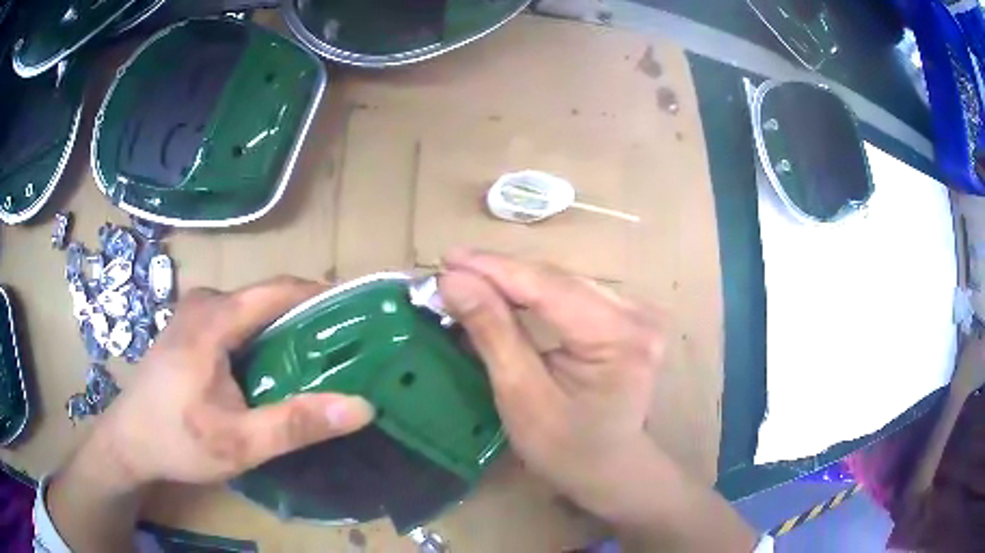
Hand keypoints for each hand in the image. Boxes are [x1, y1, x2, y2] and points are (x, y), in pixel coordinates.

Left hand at [81, 277, 375, 488]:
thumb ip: (296, 425)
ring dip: (285, 333)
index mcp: (214, 318)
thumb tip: (361, 406)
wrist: (129, 441)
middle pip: (267, 300)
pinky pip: (237, 321)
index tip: (360, 316)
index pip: (279, 290)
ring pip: (253, 312)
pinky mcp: (190, 328)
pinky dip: (262, 340)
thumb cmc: (177, 441)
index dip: (322, 298)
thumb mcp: (239, 443)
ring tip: (315, 366)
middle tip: (343, 355)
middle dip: (307, 322)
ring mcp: (194, 313)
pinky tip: (270, 372)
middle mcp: (205, 302)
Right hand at [439, 250, 665, 520]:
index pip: (548, 287)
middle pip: (557, 280)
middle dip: (500, 274)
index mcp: (619, 337)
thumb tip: (453, 281)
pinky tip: (505, 291)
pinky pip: (573, 294)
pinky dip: (535, 293)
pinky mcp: (628, 317)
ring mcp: (636, 313)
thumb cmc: (566, 448)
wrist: (611, 469)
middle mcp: (636, 314)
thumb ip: (492, 332)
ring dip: (514, 281)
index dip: (494, 269)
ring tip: (469, 276)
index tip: (446, 259)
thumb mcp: (522, 396)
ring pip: (563, 283)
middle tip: (450, 268)